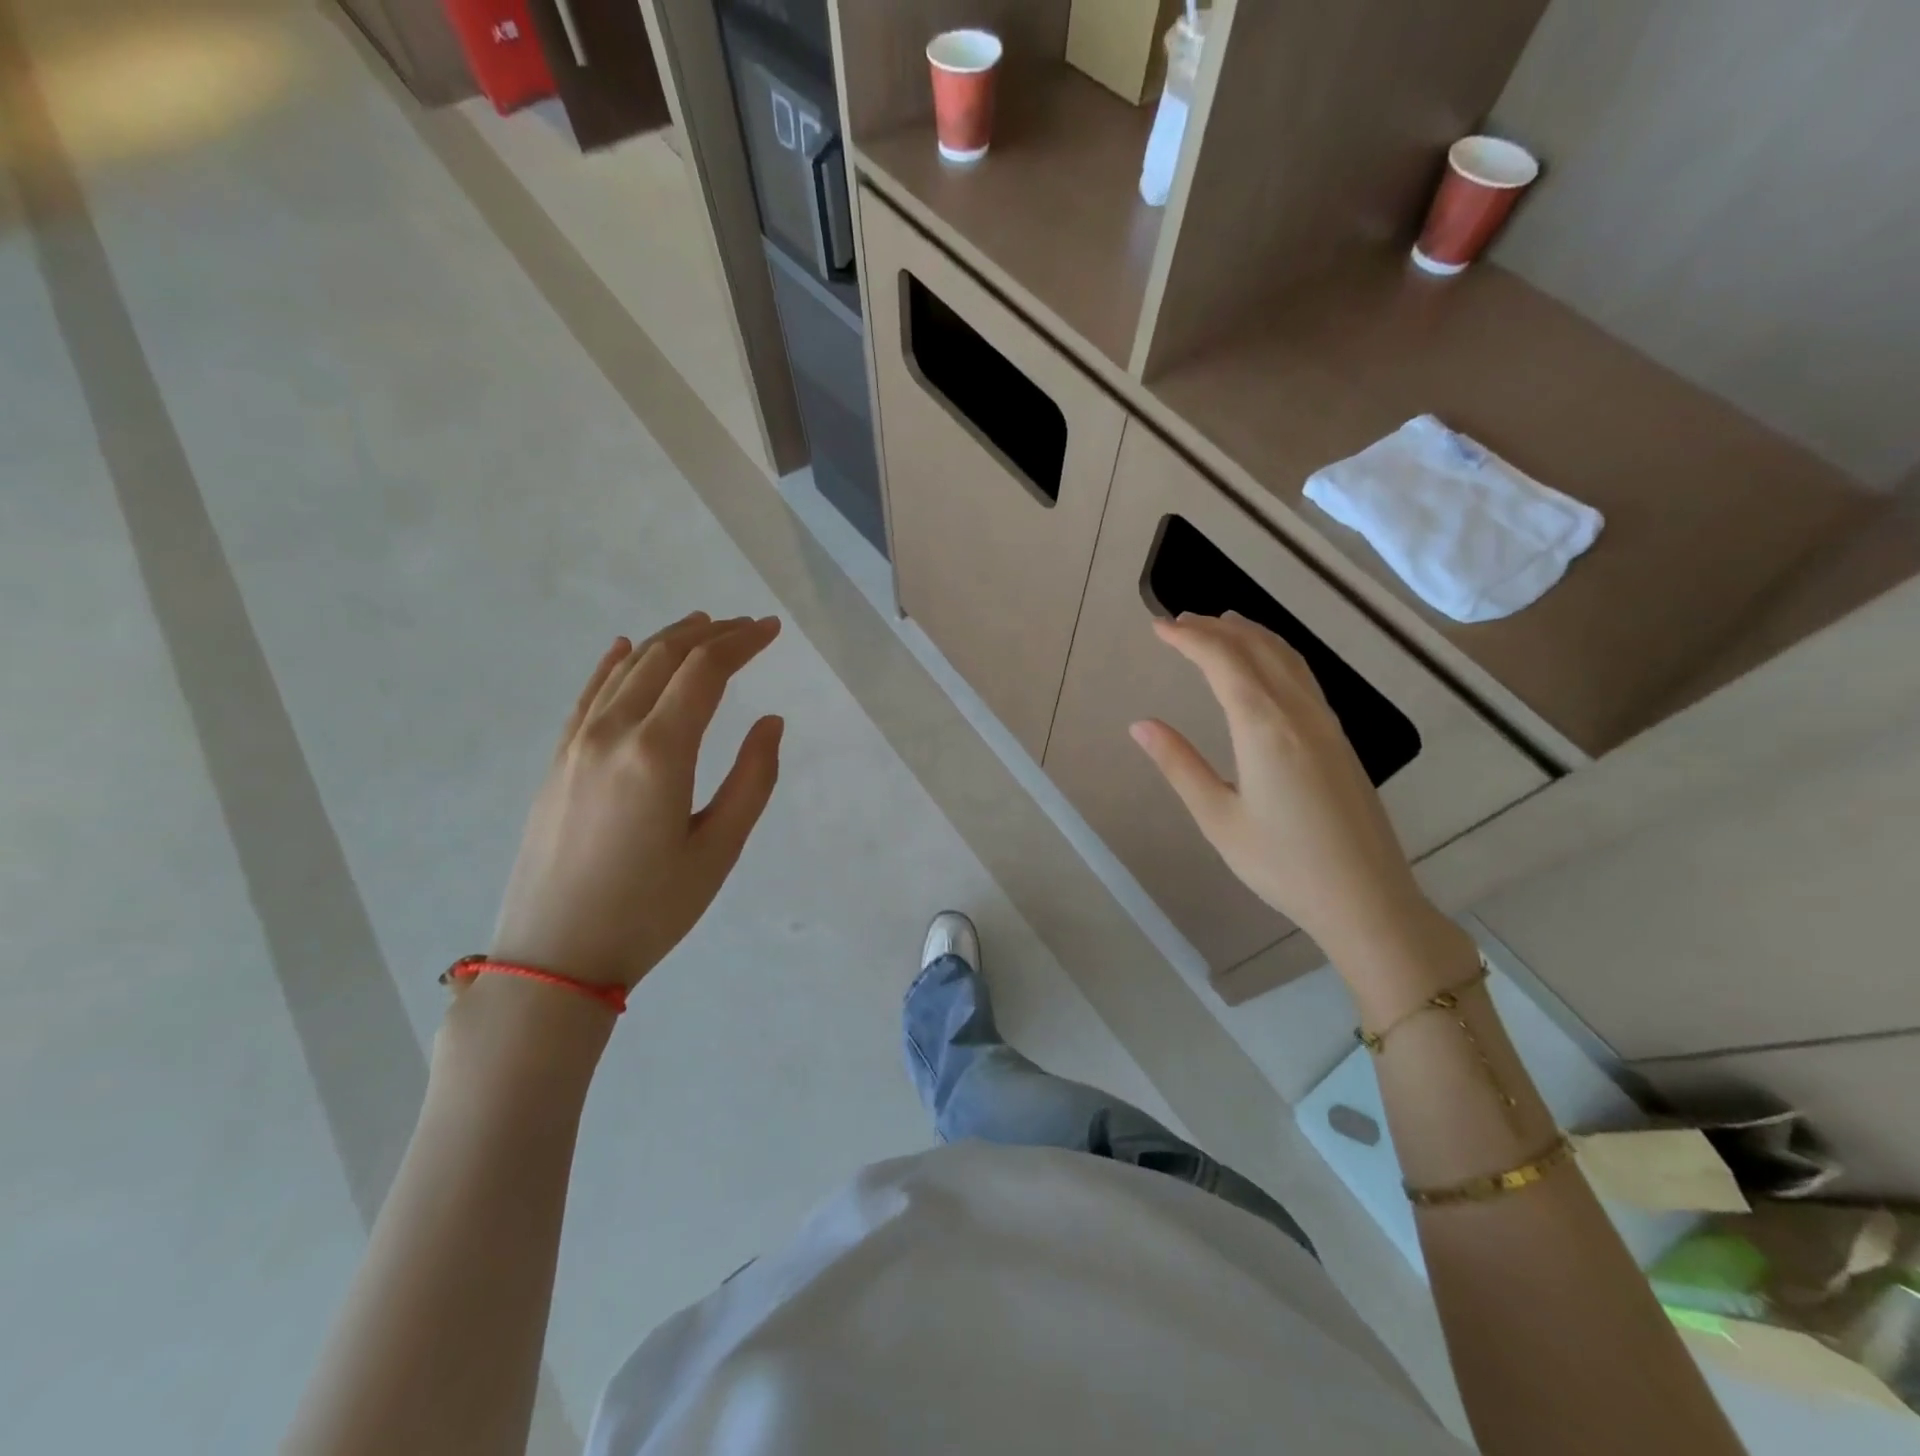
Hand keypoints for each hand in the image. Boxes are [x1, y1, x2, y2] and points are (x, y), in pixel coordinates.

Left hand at [489, 613, 784, 991]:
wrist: (553, 957)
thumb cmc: (650, 911)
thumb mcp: (718, 851)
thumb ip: (752, 780)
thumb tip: (771, 723)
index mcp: (659, 752)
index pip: (705, 672)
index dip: (743, 643)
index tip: (772, 630)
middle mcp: (613, 732)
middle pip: (665, 658)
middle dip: (712, 635)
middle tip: (749, 627)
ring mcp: (576, 744)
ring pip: (626, 669)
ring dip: (668, 640)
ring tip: (702, 626)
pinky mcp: (557, 761)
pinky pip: (589, 694)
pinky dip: (613, 664)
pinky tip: (625, 648)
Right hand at [1129, 611, 1459, 973]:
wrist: (1367, 898)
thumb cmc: (1283, 864)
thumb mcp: (1218, 818)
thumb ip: (1179, 765)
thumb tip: (1140, 725)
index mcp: (1264, 728)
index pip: (1223, 662)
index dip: (1189, 639)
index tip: (1159, 626)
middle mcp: (1299, 713)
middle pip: (1257, 649)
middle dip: (1216, 629)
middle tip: (1180, 621)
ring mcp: (1326, 723)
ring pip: (1287, 657)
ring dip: (1250, 634)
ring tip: (1220, 626)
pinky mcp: (1340, 739)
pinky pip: (1304, 676)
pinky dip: (1276, 654)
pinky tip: (1265, 665)